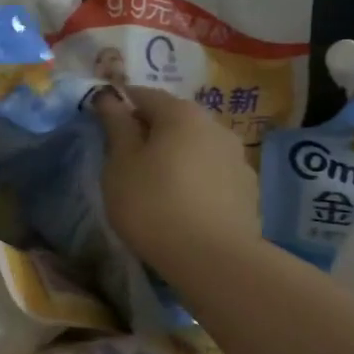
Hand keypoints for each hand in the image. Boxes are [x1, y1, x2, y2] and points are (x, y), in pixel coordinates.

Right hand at [94, 87, 261, 271]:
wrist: (212, 258)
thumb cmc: (153, 204)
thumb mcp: (120, 165)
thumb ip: (116, 127)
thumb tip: (109, 98)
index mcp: (181, 114)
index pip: (144, 95)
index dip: (121, 104)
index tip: (104, 122)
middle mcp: (215, 126)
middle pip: (175, 118)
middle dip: (151, 130)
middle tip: (127, 157)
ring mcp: (237, 157)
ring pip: (197, 145)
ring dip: (177, 155)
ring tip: (156, 183)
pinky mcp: (248, 189)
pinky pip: (213, 172)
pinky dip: (196, 177)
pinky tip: (184, 203)